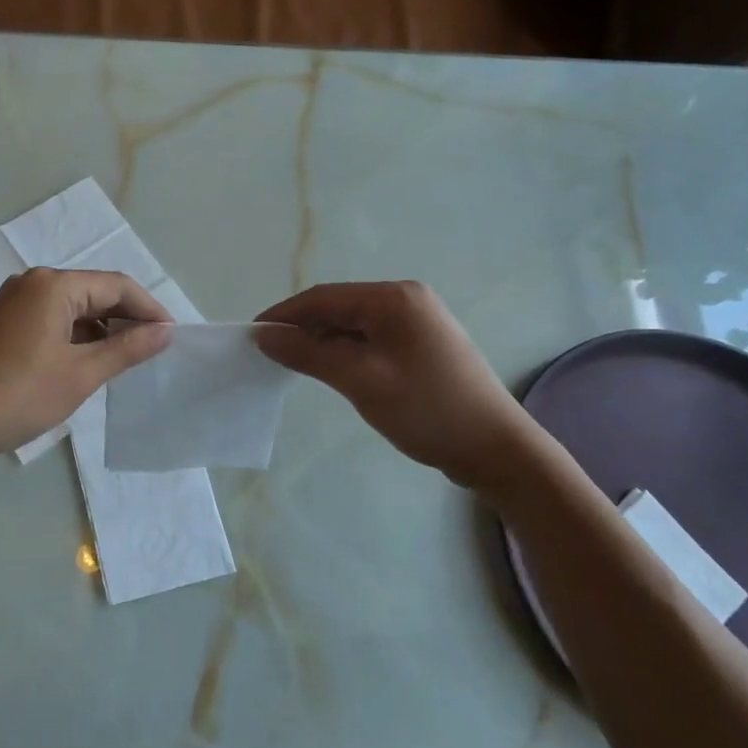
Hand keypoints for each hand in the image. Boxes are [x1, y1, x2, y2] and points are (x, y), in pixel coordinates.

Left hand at [0, 268, 172, 467]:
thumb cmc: (17, 396)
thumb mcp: (80, 375)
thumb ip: (126, 349)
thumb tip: (165, 331)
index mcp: (53, 286)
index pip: (116, 285)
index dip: (149, 309)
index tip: (172, 337)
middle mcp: (32, 283)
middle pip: (93, 292)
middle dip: (125, 319)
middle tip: (152, 351)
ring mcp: (12, 302)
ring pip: (71, 308)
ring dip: (100, 330)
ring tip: (124, 361)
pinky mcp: (1, 323)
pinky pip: (50, 319)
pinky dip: (74, 337)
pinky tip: (86, 363)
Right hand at [255, 281, 542, 491]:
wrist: (496, 449)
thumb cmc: (426, 410)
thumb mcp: (360, 380)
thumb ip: (309, 354)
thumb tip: (265, 336)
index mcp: (394, 298)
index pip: (323, 298)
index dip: (284, 315)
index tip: (251, 336)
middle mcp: (406, 299)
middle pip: (338, 307)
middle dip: (301, 328)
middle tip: (267, 354)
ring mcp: (417, 322)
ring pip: (353, 324)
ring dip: (321, 341)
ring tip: (291, 364)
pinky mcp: (421, 345)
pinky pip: (370, 339)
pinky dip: (344, 351)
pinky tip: (328, 369)